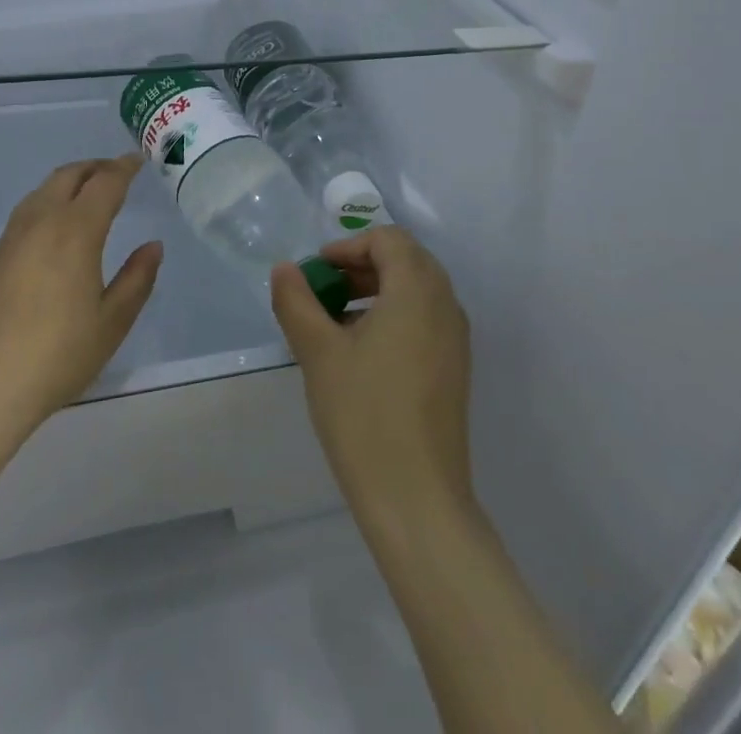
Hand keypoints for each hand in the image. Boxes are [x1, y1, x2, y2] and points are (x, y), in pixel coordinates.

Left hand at [0, 156, 161, 429]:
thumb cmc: (58, 353)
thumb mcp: (112, 321)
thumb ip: (137, 278)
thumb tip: (153, 245)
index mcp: (75, 230)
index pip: (105, 183)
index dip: (124, 168)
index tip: (138, 161)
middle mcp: (42, 221)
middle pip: (70, 175)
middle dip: (96, 167)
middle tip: (117, 172)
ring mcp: (15, 235)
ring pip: (45, 188)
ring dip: (71, 180)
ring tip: (90, 192)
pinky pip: (30, 206)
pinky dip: (51, 197)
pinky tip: (58, 221)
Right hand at [270, 227, 472, 523]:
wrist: (417, 501)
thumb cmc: (365, 415)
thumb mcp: (318, 352)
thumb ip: (296, 301)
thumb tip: (285, 269)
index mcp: (418, 291)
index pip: (388, 239)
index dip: (348, 246)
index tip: (317, 272)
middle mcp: (445, 305)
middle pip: (406, 260)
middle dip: (362, 265)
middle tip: (325, 289)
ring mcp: (455, 340)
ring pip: (416, 290)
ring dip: (376, 290)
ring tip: (335, 320)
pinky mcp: (455, 370)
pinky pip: (424, 319)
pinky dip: (393, 315)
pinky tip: (361, 352)